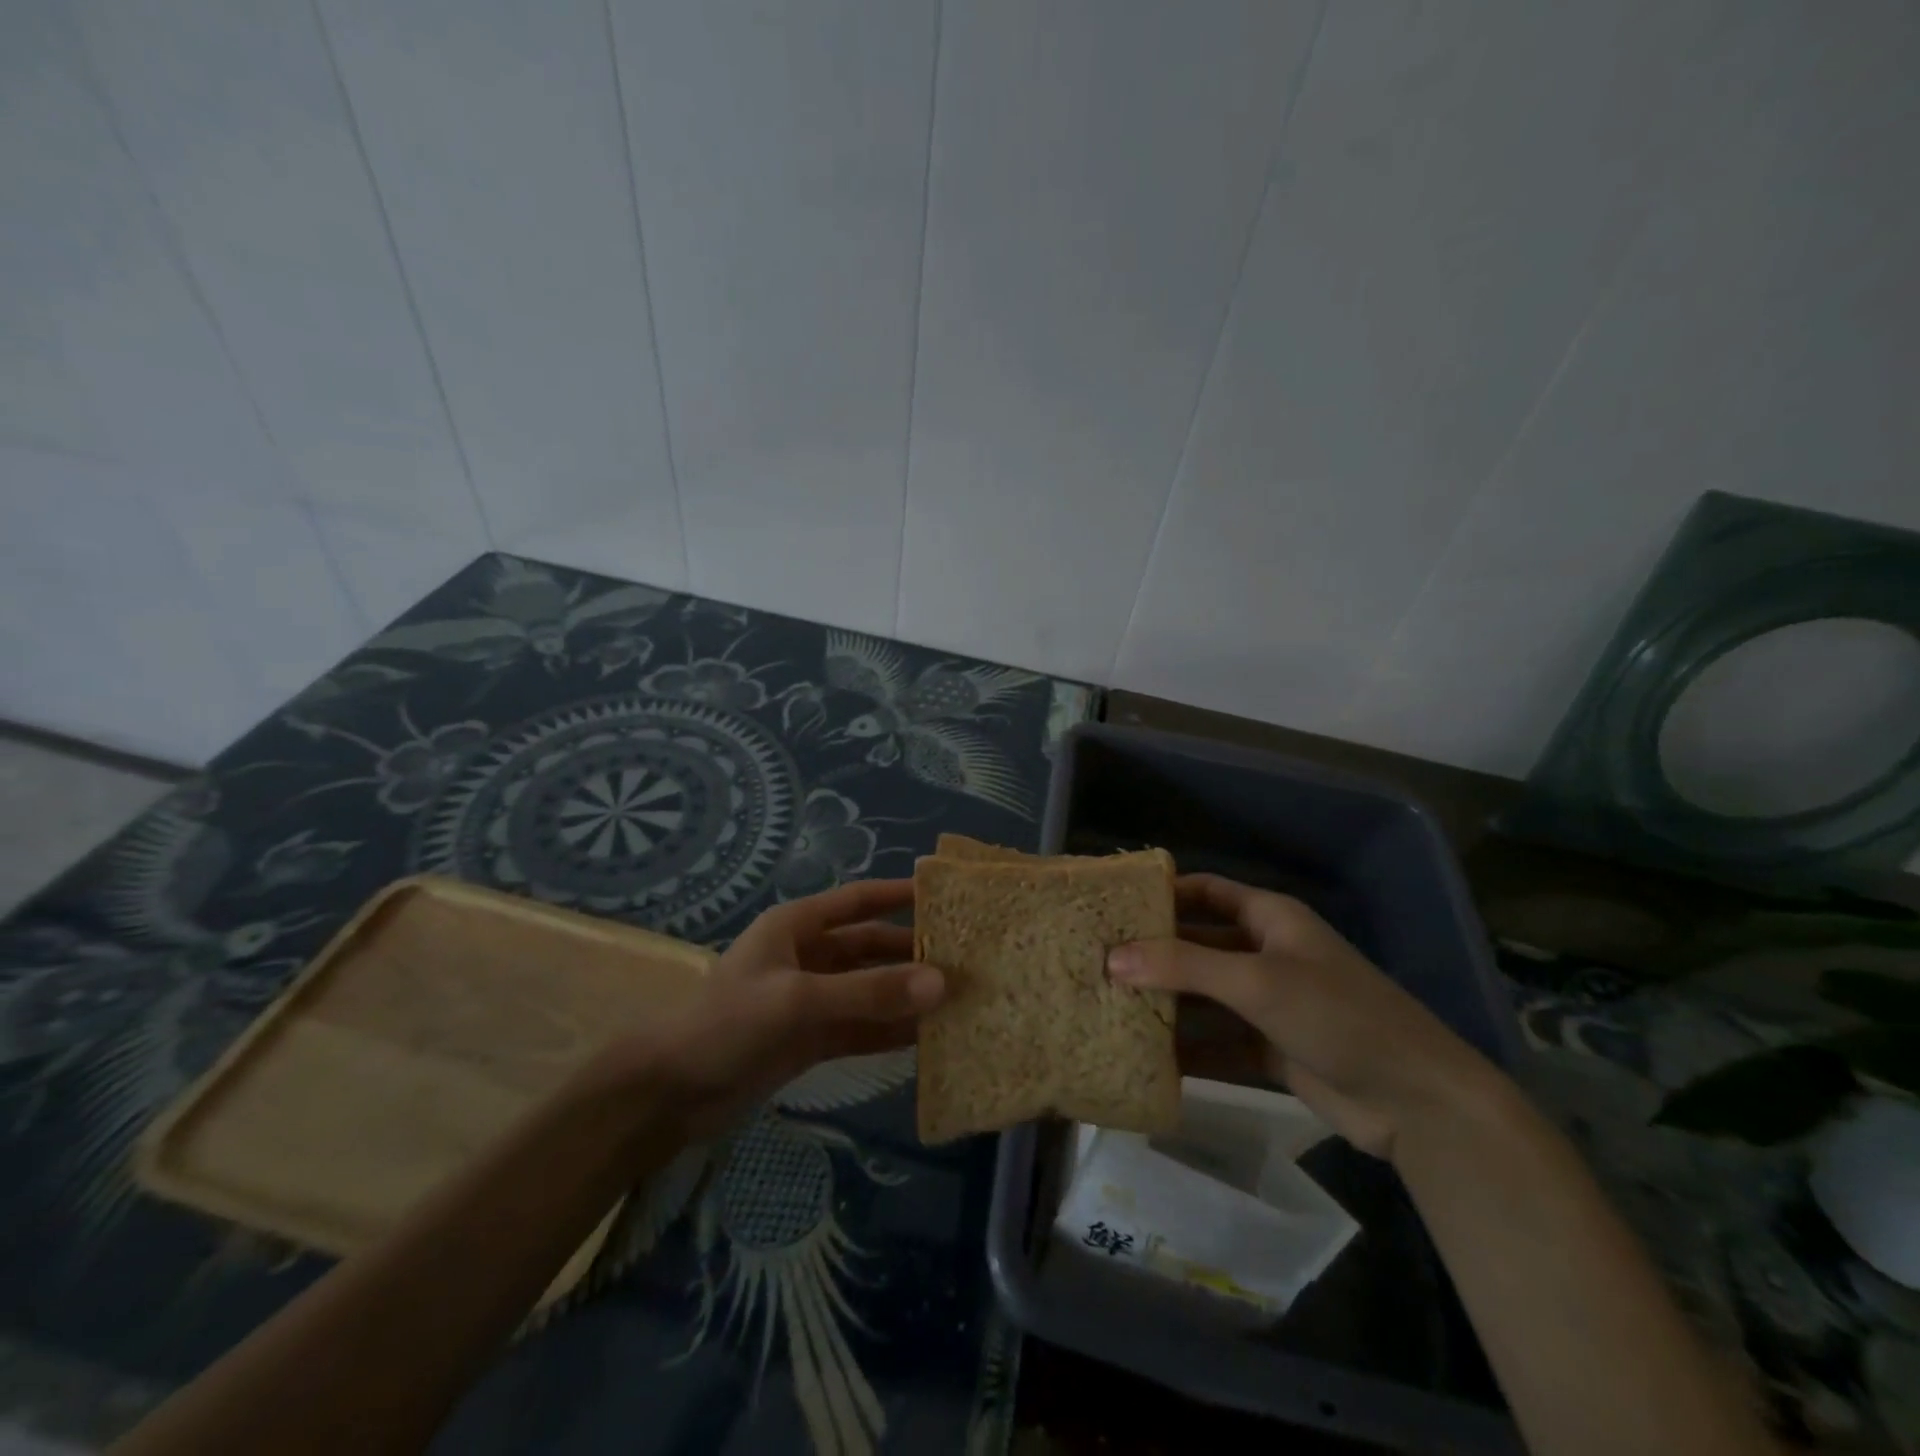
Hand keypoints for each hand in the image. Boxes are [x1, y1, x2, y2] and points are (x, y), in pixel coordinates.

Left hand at [602, 879, 943, 1139]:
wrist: (670, 1094)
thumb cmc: (728, 1024)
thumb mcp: (799, 1001)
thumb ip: (869, 993)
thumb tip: (941, 983)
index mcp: (797, 927)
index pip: (857, 900)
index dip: (898, 894)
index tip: (943, 895)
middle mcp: (808, 956)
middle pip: (870, 947)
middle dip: (912, 953)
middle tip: (964, 960)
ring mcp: (811, 999)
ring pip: (869, 989)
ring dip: (906, 995)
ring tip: (957, 1000)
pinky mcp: (811, 1038)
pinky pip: (861, 1027)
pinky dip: (890, 1031)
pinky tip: (927, 1037)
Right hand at [1107, 874, 1499, 1160]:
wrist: (1416, 1101)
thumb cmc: (1337, 1016)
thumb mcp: (1257, 982)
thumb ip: (1184, 966)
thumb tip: (1111, 958)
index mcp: (1269, 919)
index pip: (1206, 891)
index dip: (1162, 893)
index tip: (1112, 904)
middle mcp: (1265, 954)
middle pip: (1198, 944)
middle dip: (1153, 953)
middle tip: (1096, 960)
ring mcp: (1268, 1003)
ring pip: (1204, 995)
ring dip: (1165, 1001)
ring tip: (1107, 1005)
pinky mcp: (1270, 1048)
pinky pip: (1217, 1040)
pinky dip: (1187, 1047)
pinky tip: (1145, 1056)